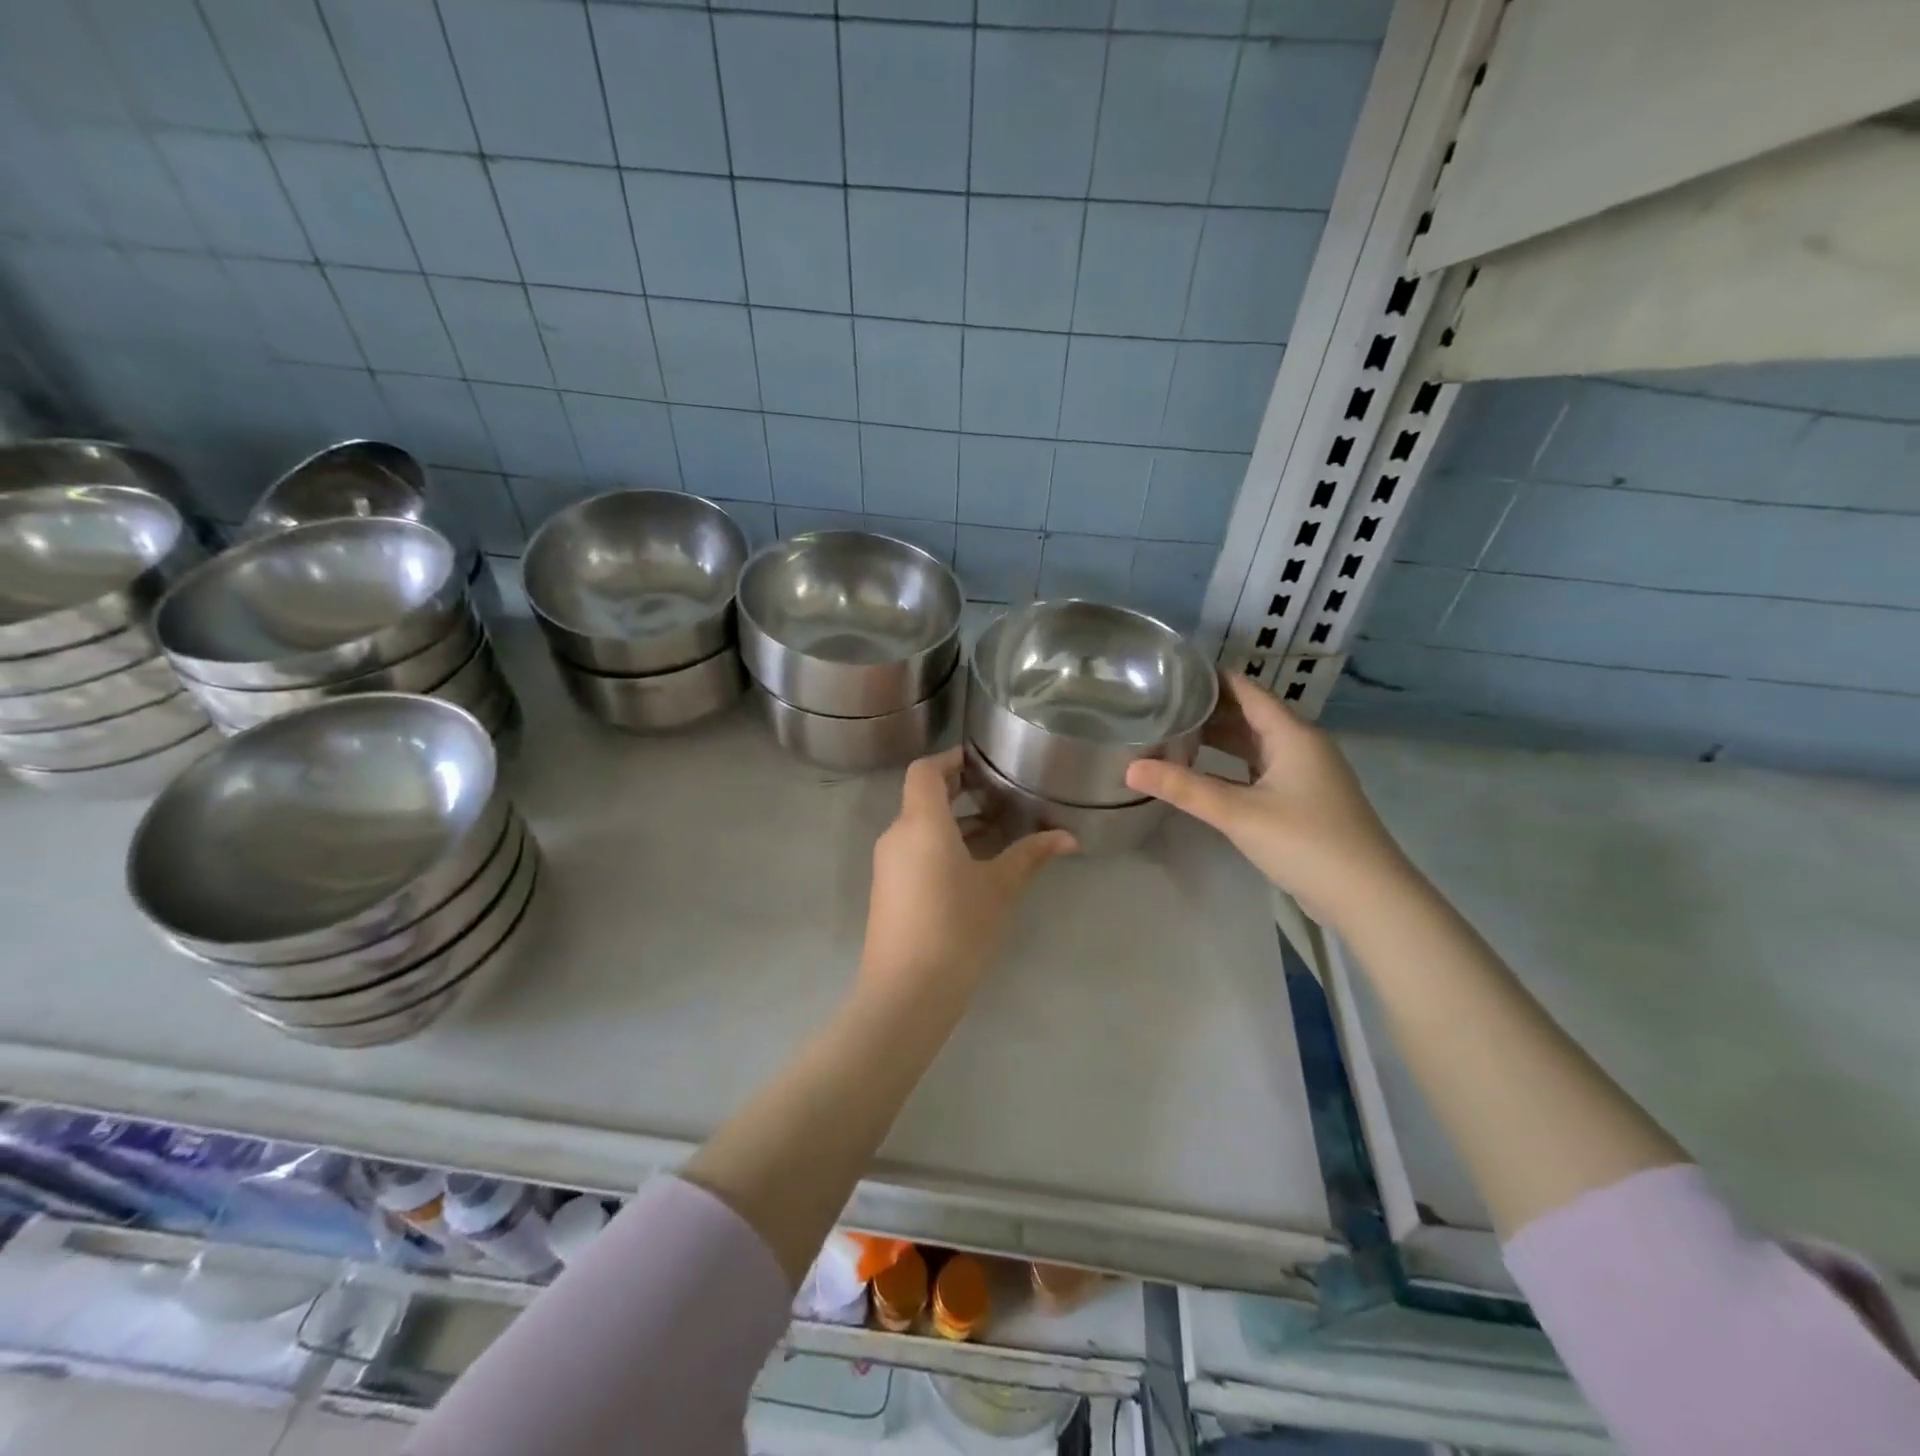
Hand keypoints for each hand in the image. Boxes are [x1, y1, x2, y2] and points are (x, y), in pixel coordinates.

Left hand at [861, 748, 1076, 1006]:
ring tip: (996, 830)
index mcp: (921, 822)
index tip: (982, 761)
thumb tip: (1069, 837)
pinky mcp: (888, 889)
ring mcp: (888, 864)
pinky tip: (973, 866)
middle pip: (922, 796)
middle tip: (998, 793)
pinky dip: (941, 845)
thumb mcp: (1000, 888)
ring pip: (919, 826)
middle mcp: (897, 835)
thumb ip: (1031, 855)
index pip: (926, 770)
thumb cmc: (957, 927)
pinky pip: (913, 851)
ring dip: (953, 821)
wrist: (906, 991)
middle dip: (959, 790)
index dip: (952, 759)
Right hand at [1125, 674, 1412, 926]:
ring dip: (1219, 739)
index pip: (1247, 690)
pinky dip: (1232, 765)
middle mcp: (1301, 746)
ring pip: (1255, 744)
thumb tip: (1130, 768)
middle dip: (1208, 710)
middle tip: (1161, 706)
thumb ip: (1184, 788)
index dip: (1211, 678)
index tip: (1170, 673)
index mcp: (1292, 734)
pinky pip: (1260, 769)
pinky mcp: (1303, 800)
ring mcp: (1305, 774)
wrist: (1368, 897)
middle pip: (1249, 715)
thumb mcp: (1238, 813)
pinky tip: (1204, 773)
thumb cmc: (1305, 842)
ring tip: (1175, 734)